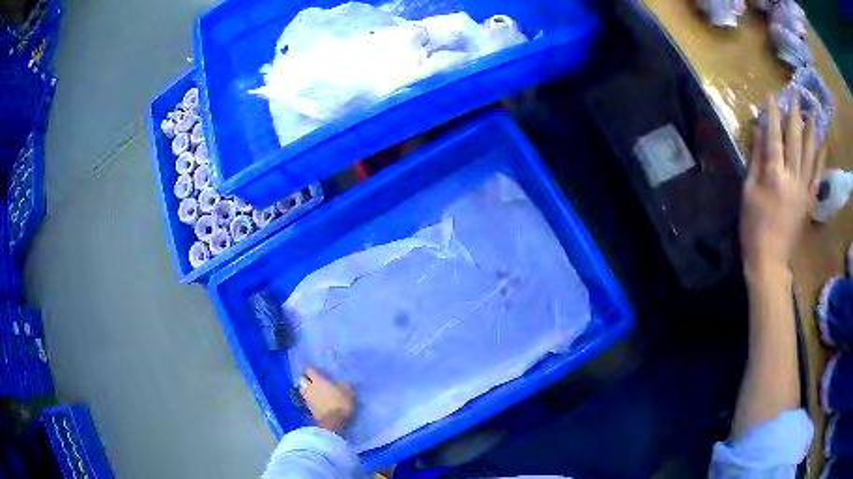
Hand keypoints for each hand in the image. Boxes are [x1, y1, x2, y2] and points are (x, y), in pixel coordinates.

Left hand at [298, 366, 354, 434]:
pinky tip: (311, 398)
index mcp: (318, 380)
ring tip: (308, 388)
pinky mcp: (307, 408)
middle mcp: (310, 387)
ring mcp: (307, 398)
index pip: (309, 369)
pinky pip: (304, 399)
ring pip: (300, 389)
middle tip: (309, 378)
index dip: (310, 366)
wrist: (333, 421)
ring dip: (303, 387)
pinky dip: (306, 397)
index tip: (311, 365)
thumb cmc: (341, 403)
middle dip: (304, 377)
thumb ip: (342, 385)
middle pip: (301, 378)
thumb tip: (339, 382)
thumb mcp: (348, 391)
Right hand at [740, 94, 823, 281]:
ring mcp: (803, 189)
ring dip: (812, 132)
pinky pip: (817, 175)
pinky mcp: (809, 200)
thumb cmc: (753, 226)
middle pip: (795, 141)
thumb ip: (755, 159)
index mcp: (774, 176)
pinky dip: (821, 158)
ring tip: (813, 113)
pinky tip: (823, 144)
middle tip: (796, 96)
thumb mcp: (748, 191)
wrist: (770, 260)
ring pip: (810, 155)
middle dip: (795, 116)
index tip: (772, 96)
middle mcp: (792, 178)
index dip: (773, 114)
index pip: (774, 137)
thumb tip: (758, 131)